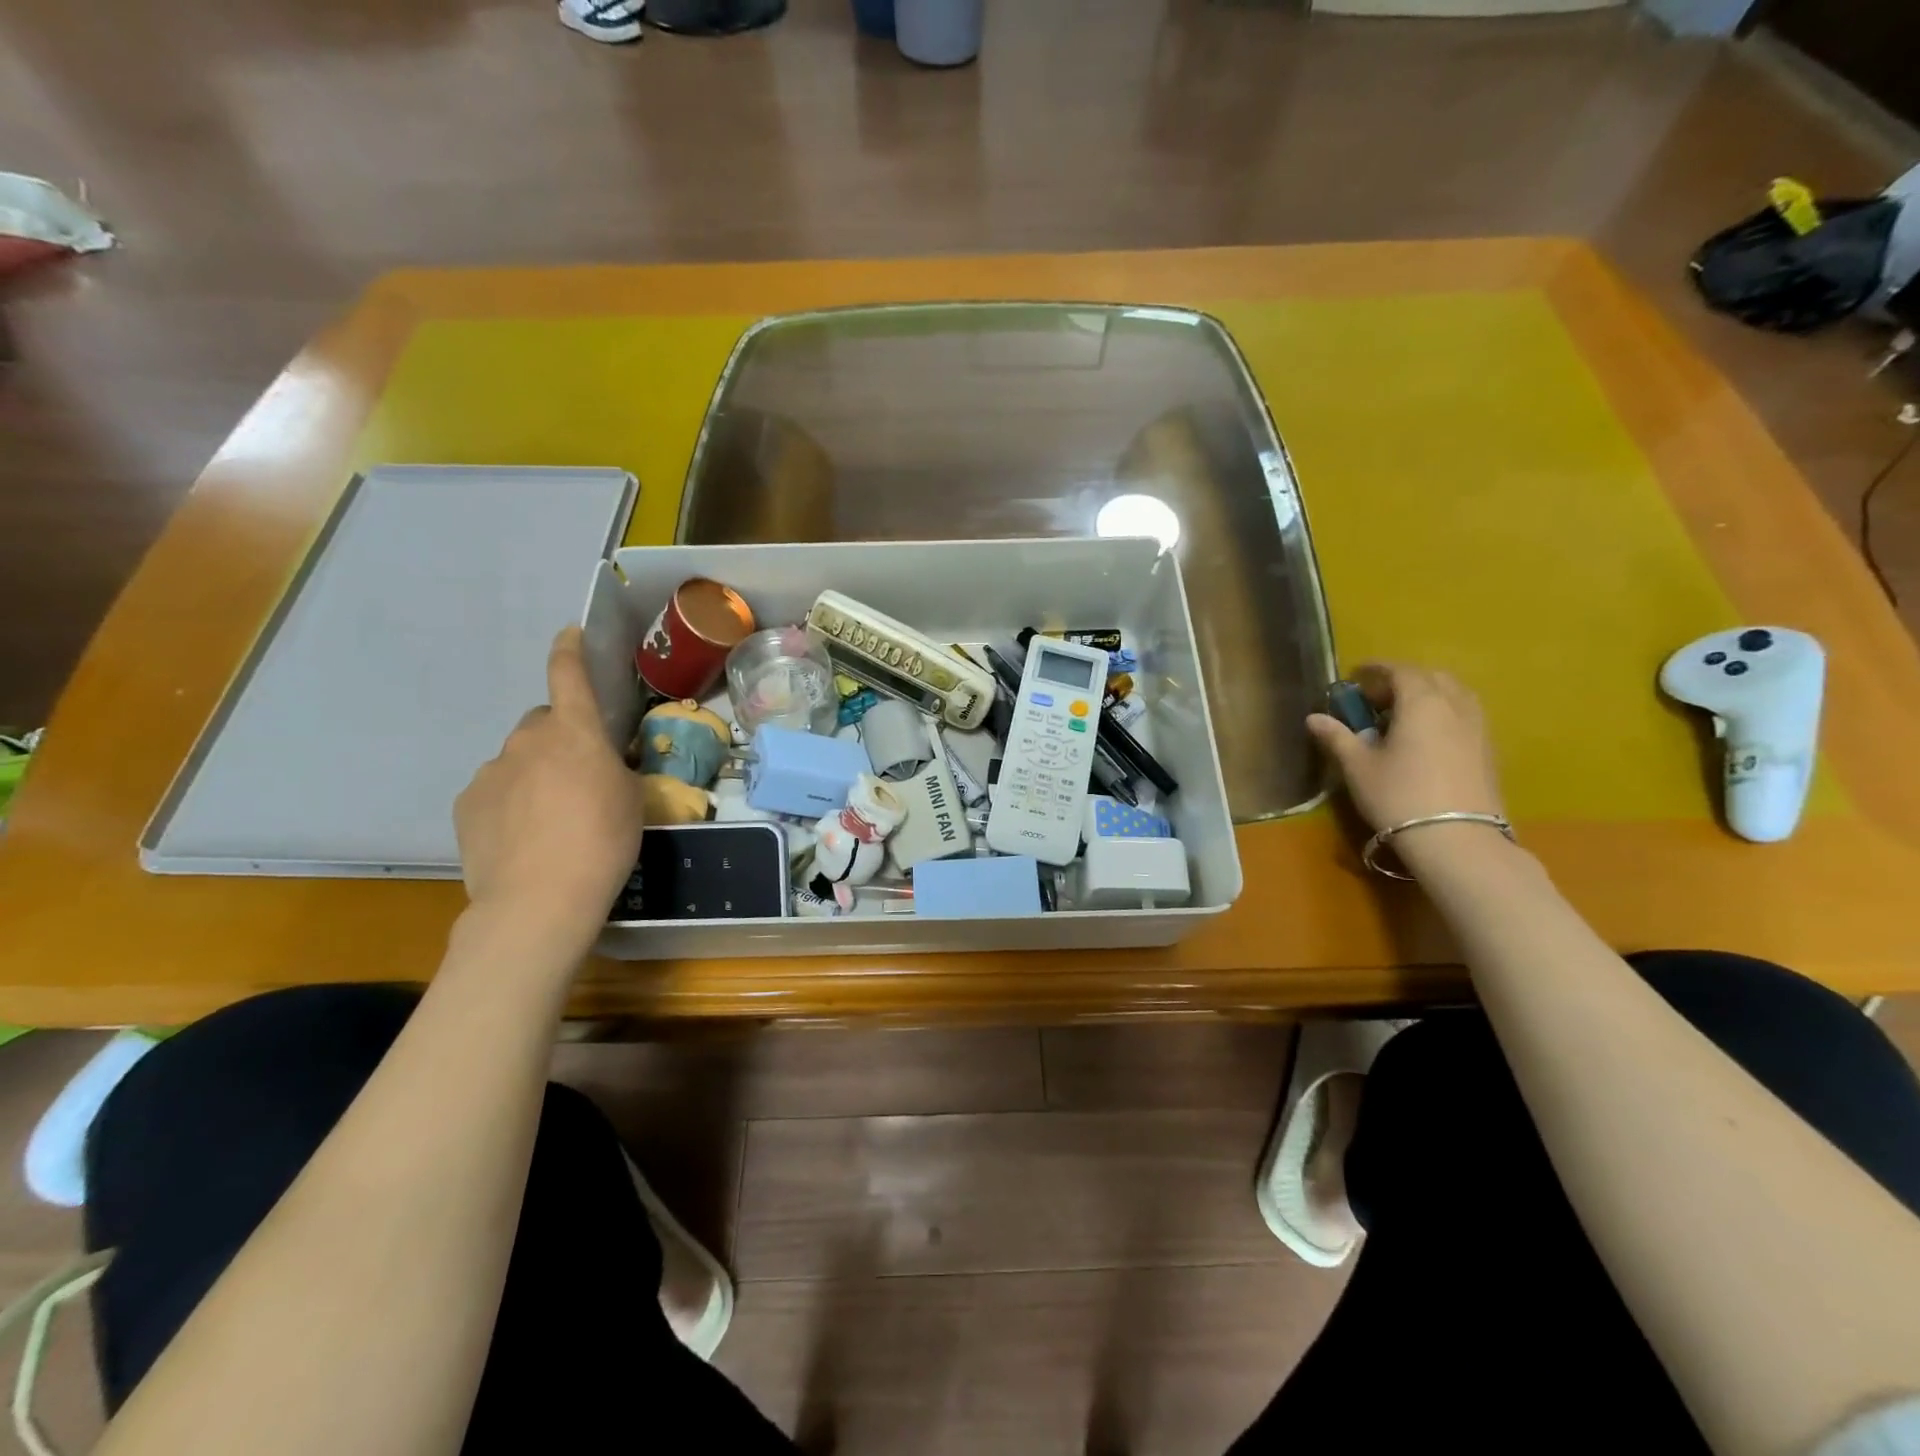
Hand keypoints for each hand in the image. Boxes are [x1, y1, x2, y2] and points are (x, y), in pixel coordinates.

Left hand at [454, 626, 645, 945]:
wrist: (539, 899)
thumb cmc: (603, 840)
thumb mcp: (632, 797)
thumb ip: (613, 767)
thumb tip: (597, 762)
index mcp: (575, 731)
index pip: (568, 675)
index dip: (569, 650)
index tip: (569, 633)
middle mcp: (527, 740)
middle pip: (543, 724)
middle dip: (560, 740)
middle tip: (580, 778)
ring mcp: (491, 771)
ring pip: (518, 760)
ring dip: (535, 774)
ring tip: (552, 819)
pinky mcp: (467, 804)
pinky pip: (495, 790)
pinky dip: (510, 803)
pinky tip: (525, 837)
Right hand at [1306, 663, 1503, 833]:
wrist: (1458, 839)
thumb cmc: (1399, 796)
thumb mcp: (1358, 767)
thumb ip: (1337, 737)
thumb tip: (1313, 718)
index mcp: (1421, 702)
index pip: (1400, 671)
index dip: (1377, 669)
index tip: (1356, 674)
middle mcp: (1455, 706)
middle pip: (1432, 678)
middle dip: (1404, 680)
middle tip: (1378, 697)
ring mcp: (1478, 728)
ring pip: (1455, 695)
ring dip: (1429, 694)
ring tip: (1405, 715)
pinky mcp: (1488, 750)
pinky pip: (1466, 715)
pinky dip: (1445, 713)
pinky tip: (1428, 737)